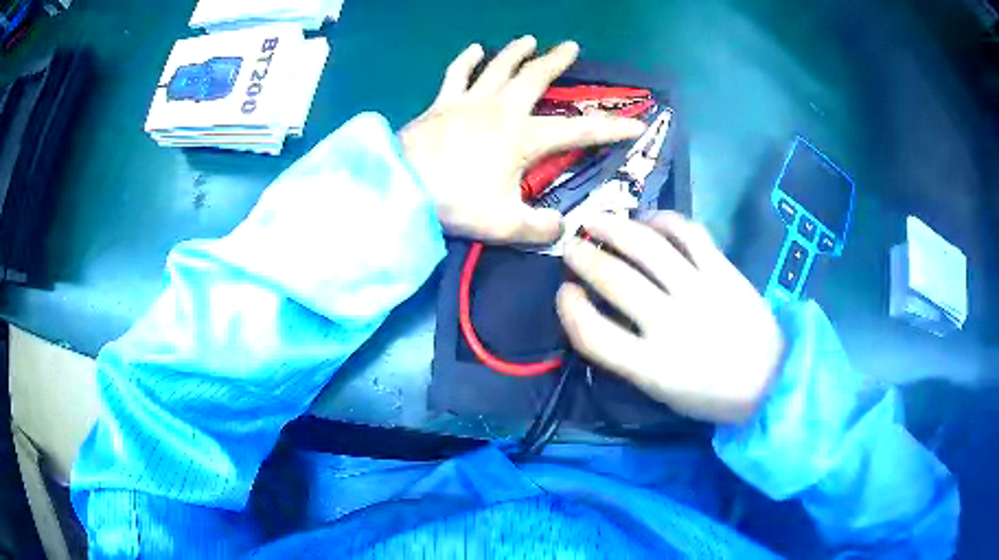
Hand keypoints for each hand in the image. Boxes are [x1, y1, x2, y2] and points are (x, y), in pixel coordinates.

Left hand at [400, 37, 646, 244]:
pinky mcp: (442, 104)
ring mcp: (470, 102)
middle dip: (556, 62)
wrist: (401, 186)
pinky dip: (466, 60)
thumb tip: (563, 229)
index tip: (636, 123)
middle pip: (535, 78)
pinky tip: (475, 48)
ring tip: (529, 39)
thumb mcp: (505, 225)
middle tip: (571, 47)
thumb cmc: (456, 202)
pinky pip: (456, 75)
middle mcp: (501, 110)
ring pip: (499, 68)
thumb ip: (540, 228)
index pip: (578, 131)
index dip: (610, 128)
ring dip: (516, 52)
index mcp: (523, 138)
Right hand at [556, 212, 784, 423]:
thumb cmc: (712, 395)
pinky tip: (650, 220)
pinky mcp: (724, 272)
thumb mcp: (661, 390)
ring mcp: (701, 292)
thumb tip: (602, 310)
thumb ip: (629, 355)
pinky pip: (689, 234)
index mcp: (652, 367)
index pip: (593, 333)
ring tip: (595, 220)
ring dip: (614, 228)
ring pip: (648, 247)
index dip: (570, 309)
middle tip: (572, 246)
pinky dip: (664, 221)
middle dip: (584, 257)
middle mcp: (672, 324)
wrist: (771, 381)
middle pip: (615, 280)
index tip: (566, 292)